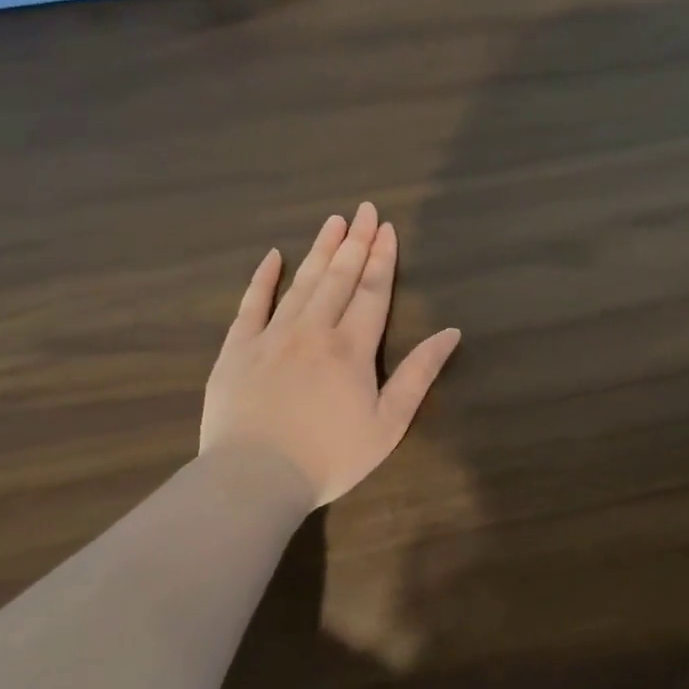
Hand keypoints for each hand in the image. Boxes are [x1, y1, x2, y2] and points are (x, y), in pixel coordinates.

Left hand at [200, 203, 461, 507]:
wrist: (254, 478)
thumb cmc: (330, 456)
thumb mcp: (389, 423)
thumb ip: (419, 374)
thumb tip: (450, 332)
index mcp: (351, 347)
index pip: (372, 291)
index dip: (382, 259)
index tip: (387, 228)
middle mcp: (313, 330)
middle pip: (339, 277)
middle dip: (355, 242)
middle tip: (364, 210)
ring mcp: (271, 336)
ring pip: (301, 283)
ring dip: (320, 250)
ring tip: (333, 222)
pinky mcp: (237, 349)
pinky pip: (251, 304)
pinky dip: (263, 278)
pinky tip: (273, 256)